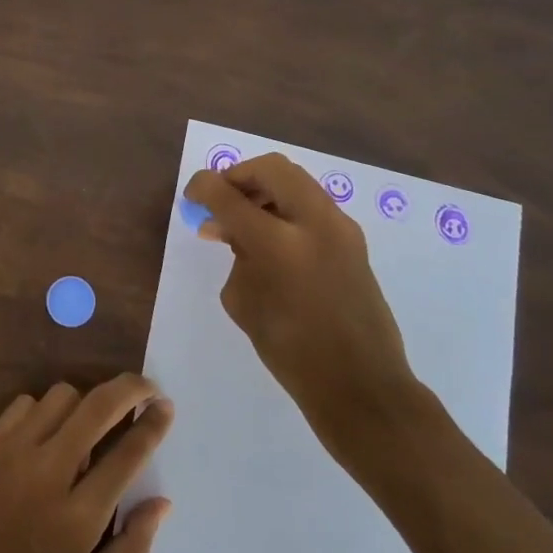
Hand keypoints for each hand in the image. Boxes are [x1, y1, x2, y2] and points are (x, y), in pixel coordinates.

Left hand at [0, 375, 174, 552]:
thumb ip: (133, 547)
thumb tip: (162, 502)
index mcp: (80, 515)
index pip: (128, 452)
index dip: (153, 423)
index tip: (166, 406)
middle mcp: (49, 472)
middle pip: (98, 406)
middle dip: (130, 389)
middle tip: (145, 387)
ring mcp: (13, 451)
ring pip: (62, 396)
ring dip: (84, 403)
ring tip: (89, 423)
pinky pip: (25, 403)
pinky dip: (44, 412)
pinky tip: (46, 435)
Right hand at [185, 153, 423, 462]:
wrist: (360, 383)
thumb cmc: (290, 351)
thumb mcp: (243, 301)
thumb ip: (235, 254)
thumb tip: (231, 229)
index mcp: (277, 242)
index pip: (228, 193)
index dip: (202, 187)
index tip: (191, 196)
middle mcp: (313, 222)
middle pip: (270, 168)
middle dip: (239, 176)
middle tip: (221, 199)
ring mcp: (340, 227)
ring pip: (296, 181)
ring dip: (265, 190)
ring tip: (244, 221)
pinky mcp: (354, 239)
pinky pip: (312, 204)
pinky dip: (286, 207)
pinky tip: (272, 237)